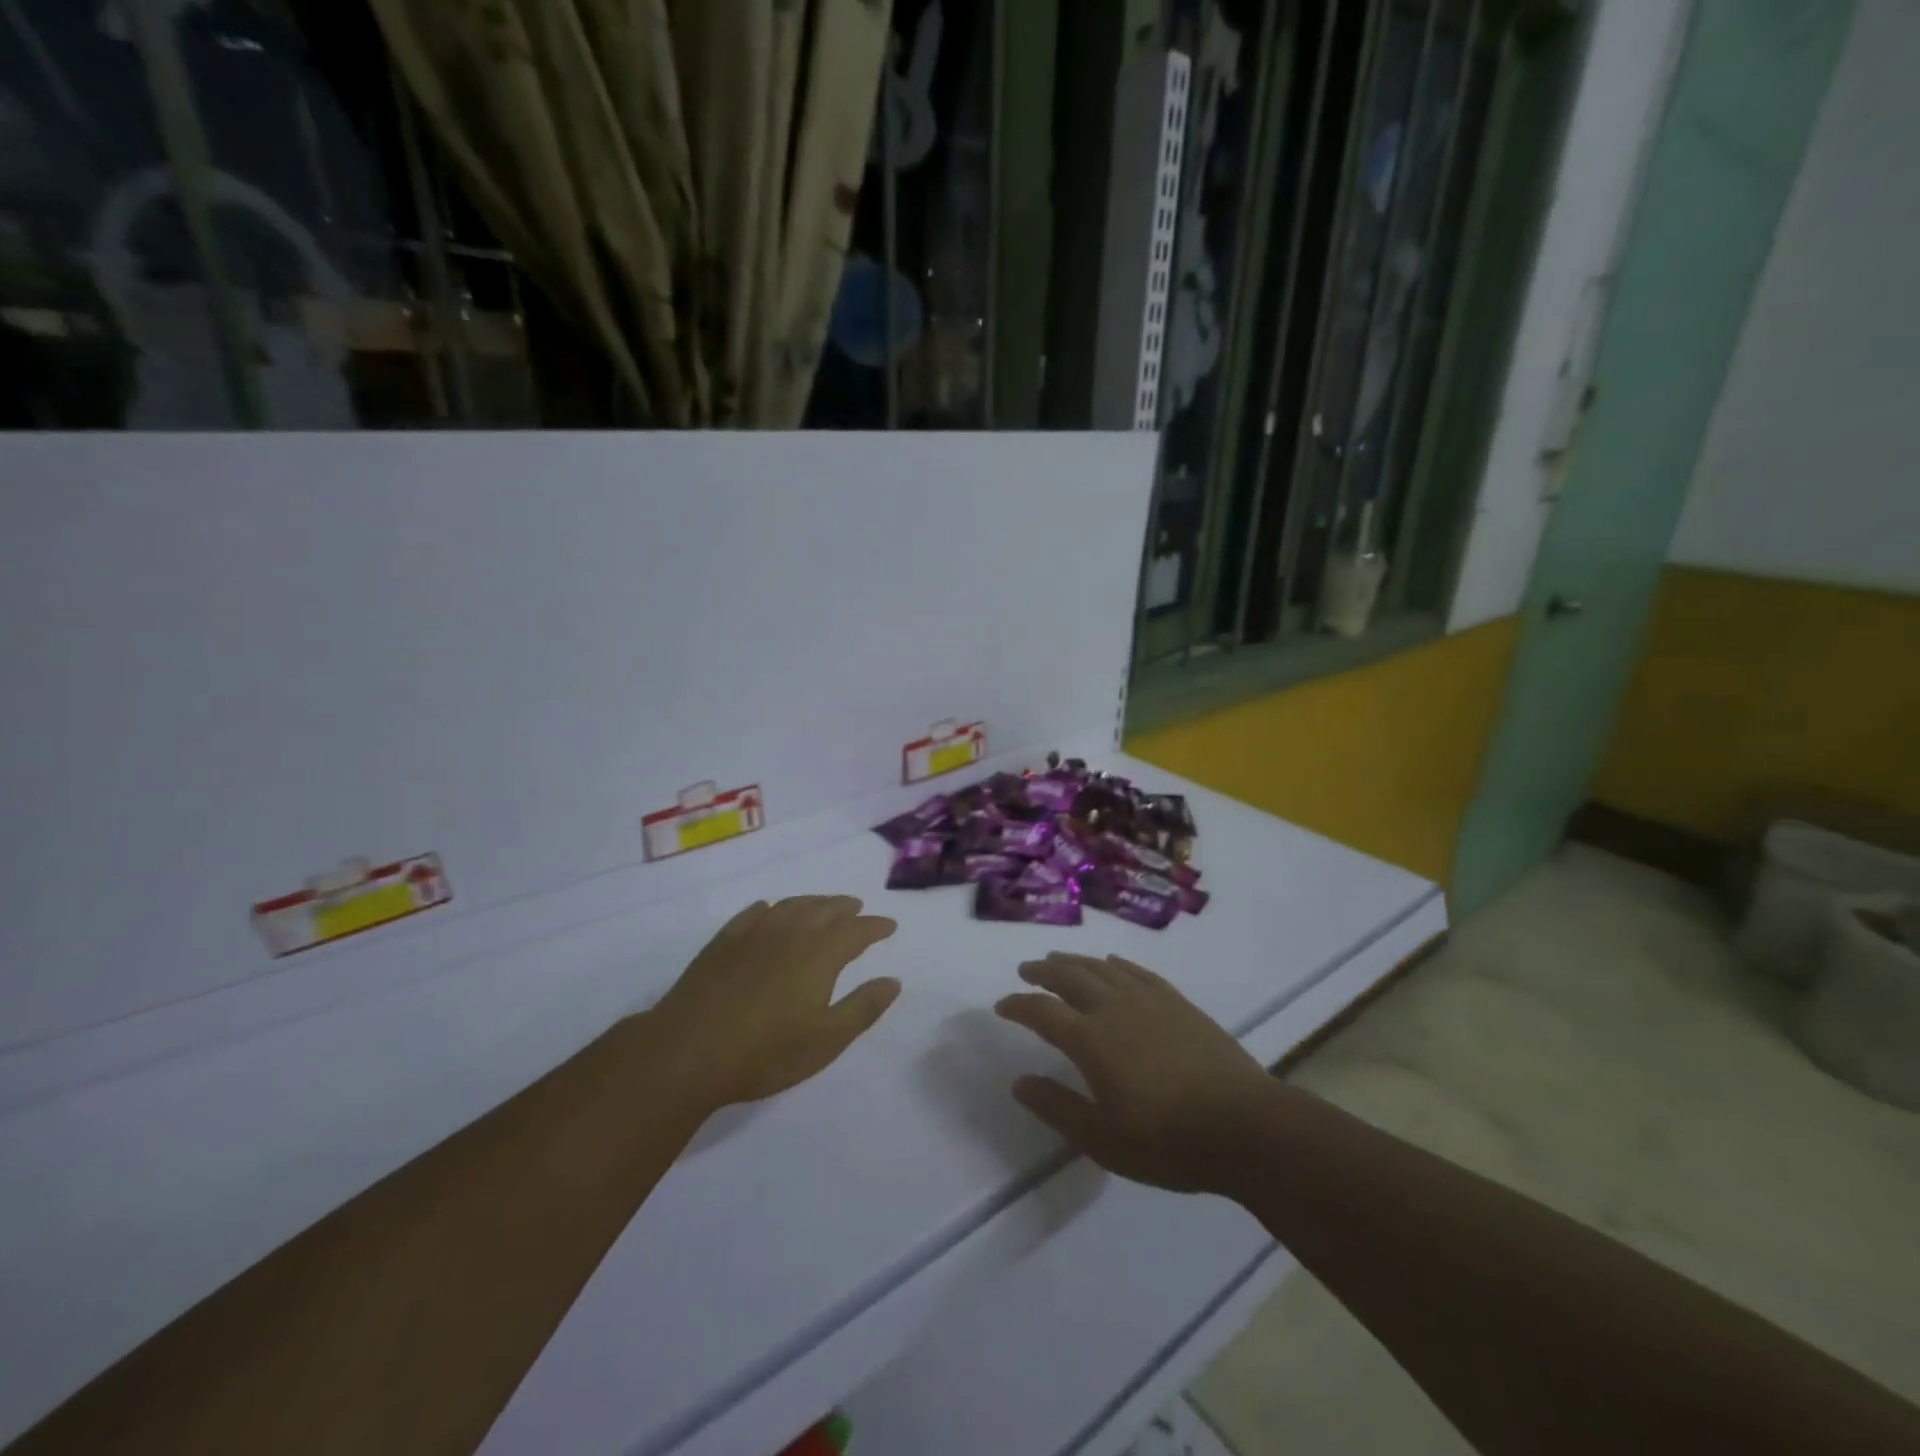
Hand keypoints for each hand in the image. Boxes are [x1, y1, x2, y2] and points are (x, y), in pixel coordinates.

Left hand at [643, 896, 900, 1113]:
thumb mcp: (827, 1040)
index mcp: (820, 954)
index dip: (875, 927)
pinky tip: (768, 911)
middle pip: (824, 910)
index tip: (889, 926)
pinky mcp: (722, 943)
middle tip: (857, 908)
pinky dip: (769, 908)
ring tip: (822, 906)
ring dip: (812, 902)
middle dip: (845, 908)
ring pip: (790, 906)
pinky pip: (752, 914)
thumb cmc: (766, 1053)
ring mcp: (753, 935)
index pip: (856, 931)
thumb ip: (863, 1008)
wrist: (687, 1052)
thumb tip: (892, 980)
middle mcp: (790, 934)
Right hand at [995, 952, 1272, 1191]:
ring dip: (1075, 961)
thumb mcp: (1103, 1139)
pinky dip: (1117, 964)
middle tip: (1026, 969)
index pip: (1043, 1012)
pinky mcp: (1177, 1002)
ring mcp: (1149, 1000)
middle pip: (1070, 977)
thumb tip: (1019, 1082)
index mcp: (1092, 1040)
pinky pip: (1137, 972)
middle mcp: (1114, 1009)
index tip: (1002, 1005)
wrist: (1245, 1126)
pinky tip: (1111, 964)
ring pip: (1101, 969)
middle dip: (1043, 971)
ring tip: (1059, 959)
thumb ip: (1057, 1108)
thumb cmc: (1168, 1141)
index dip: (1018, 1005)